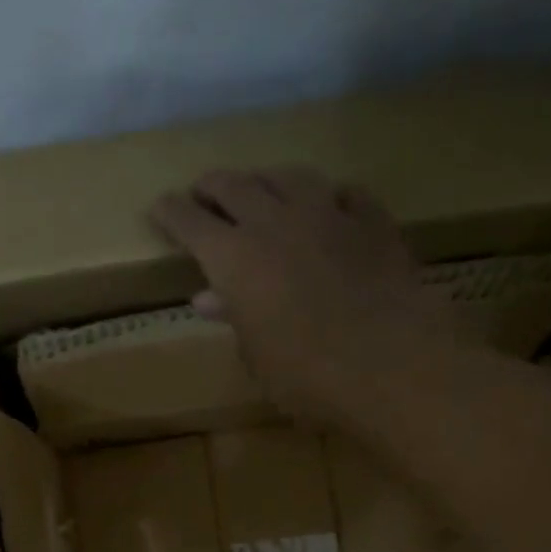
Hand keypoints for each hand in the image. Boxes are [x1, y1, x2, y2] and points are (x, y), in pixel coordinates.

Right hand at [149, 167, 463, 423]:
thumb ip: (234, 317)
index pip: (189, 221)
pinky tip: (331, 205)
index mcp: (233, 258)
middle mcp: (274, 222)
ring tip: (260, 188)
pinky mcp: (373, 222)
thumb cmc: (305, 375)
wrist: (390, 363)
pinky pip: (346, 193)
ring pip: (288, 176)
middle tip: (204, 193)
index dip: (171, 211)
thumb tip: (210, 298)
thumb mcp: (256, 355)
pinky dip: (330, 196)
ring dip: (266, 180)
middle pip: (234, 185)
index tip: (160, 207)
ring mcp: (327, 215)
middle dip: (212, 187)